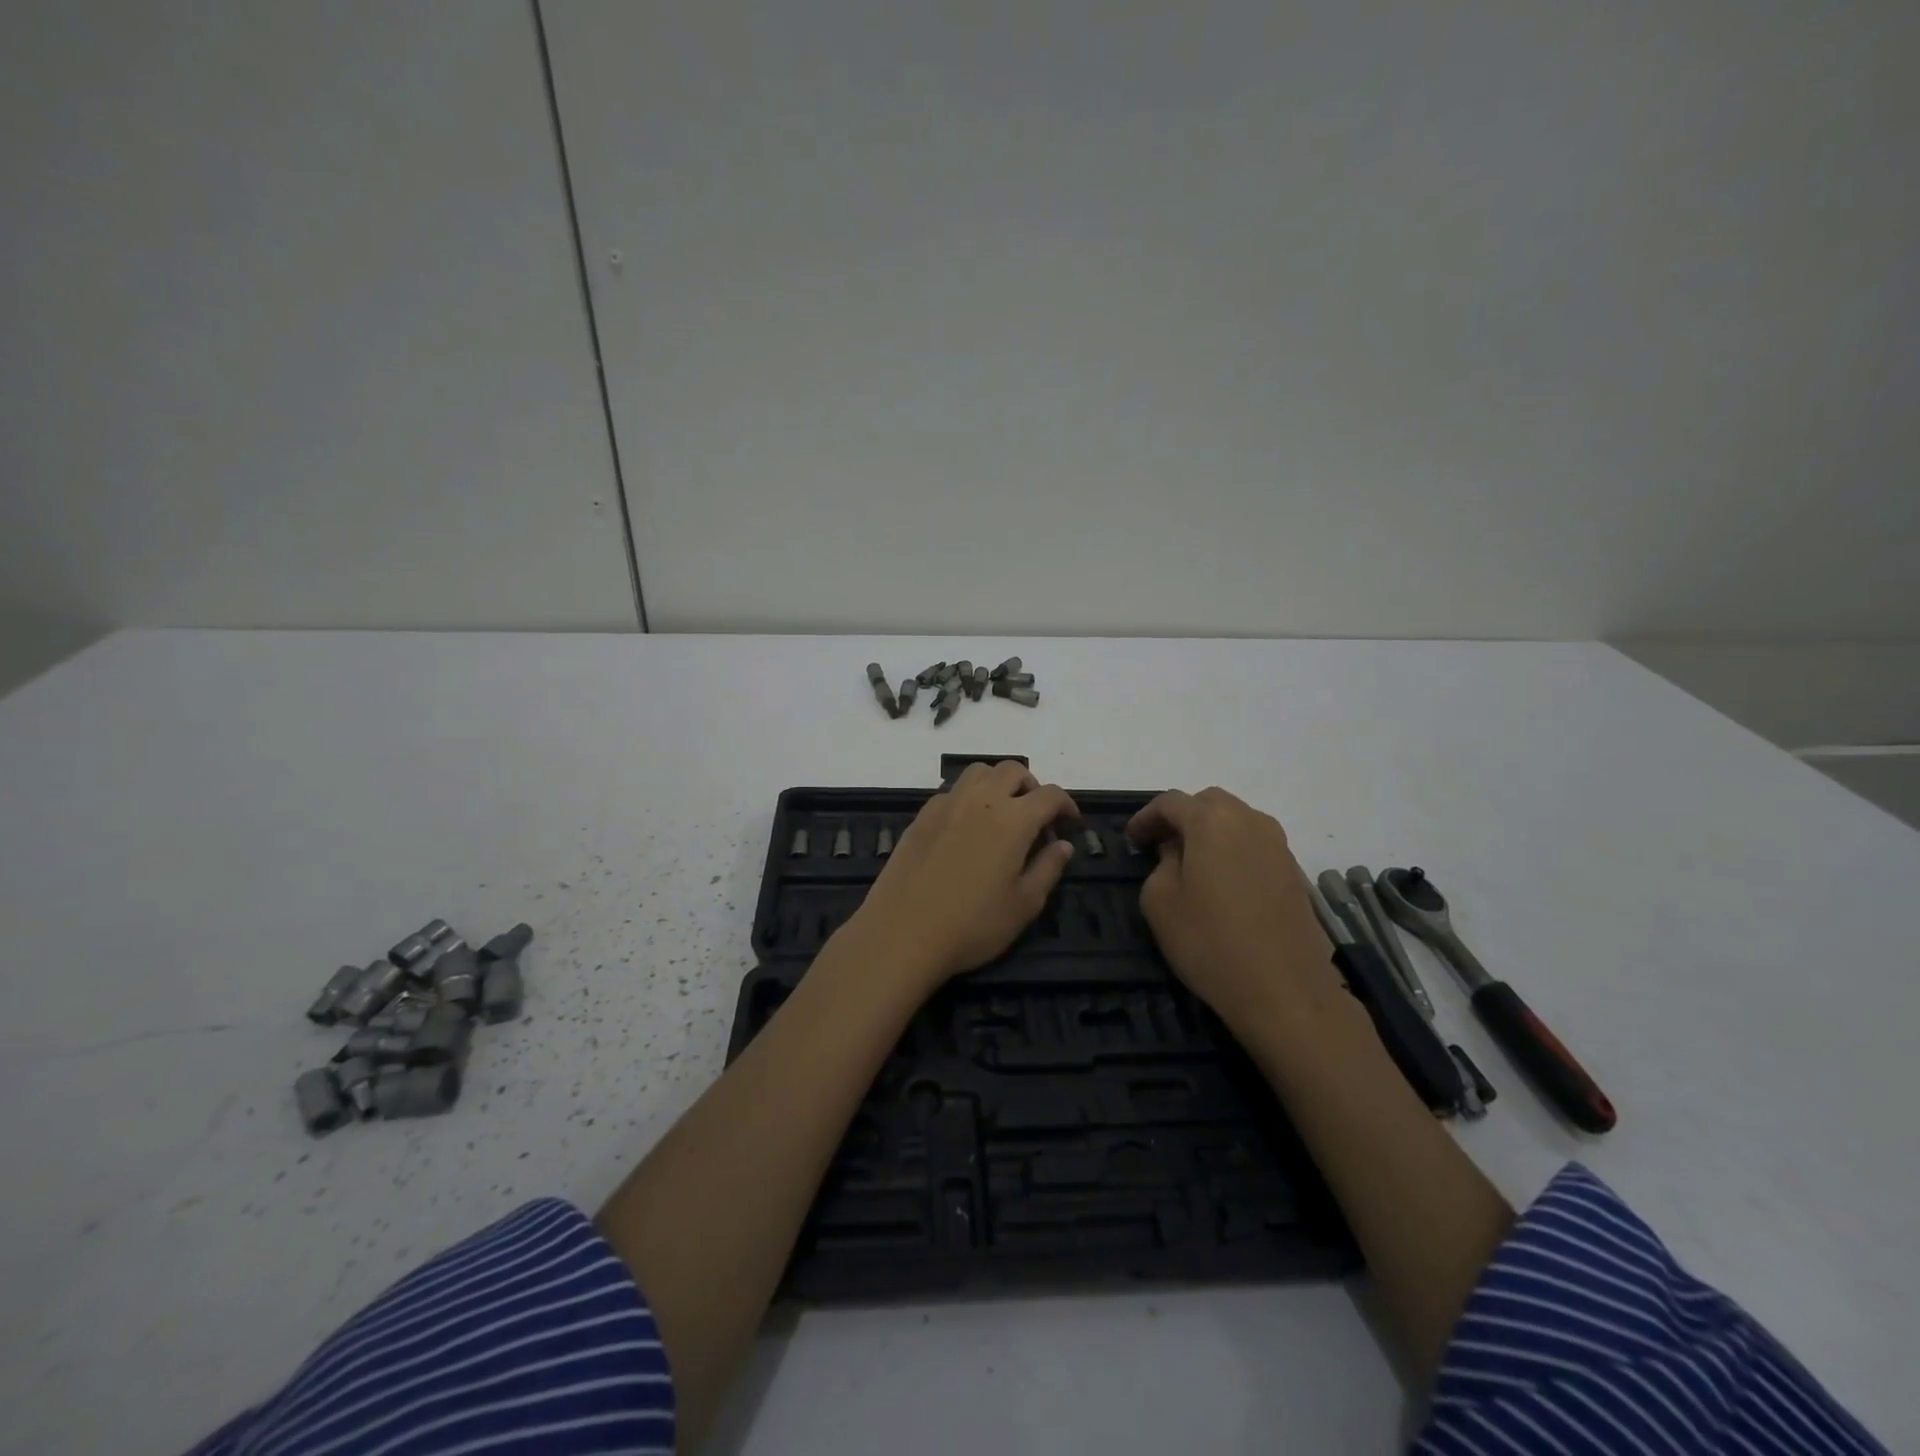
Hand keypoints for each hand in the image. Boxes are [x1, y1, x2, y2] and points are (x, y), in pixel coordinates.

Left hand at [851, 761, 1077, 988]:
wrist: (903, 932)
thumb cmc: (973, 924)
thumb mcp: (1024, 905)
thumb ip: (1048, 868)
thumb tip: (1063, 845)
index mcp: (1014, 818)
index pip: (1049, 794)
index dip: (1066, 804)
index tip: (1070, 822)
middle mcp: (981, 799)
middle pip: (1012, 770)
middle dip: (1031, 786)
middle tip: (1036, 816)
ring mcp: (947, 803)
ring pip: (979, 771)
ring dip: (997, 783)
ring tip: (1001, 813)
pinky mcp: (922, 815)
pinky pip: (952, 791)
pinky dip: (969, 797)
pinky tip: (966, 828)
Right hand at [1127, 787, 1334, 1027]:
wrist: (1285, 991)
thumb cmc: (1210, 942)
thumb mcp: (1160, 901)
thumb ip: (1161, 864)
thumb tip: (1176, 853)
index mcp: (1212, 821)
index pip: (1170, 802)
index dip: (1145, 817)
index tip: (1131, 840)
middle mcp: (1250, 821)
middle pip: (1209, 803)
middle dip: (1182, 817)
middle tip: (1160, 845)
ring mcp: (1279, 846)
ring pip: (1237, 822)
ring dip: (1210, 833)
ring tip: (1191, 864)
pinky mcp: (1295, 872)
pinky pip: (1255, 846)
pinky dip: (1233, 852)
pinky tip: (1222, 884)